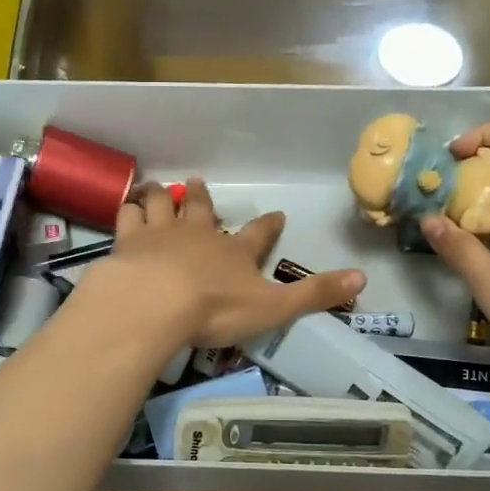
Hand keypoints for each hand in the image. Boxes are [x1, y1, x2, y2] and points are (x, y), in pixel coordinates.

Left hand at [82, 179, 364, 350]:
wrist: (156, 302)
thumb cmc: (216, 309)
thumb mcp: (274, 307)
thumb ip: (315, 294)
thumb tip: (363, 277)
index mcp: (235, 252)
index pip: (259, 234)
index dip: (269, 225)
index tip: (276, 214)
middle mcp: (198, 234)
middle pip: (201, 209)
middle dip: (202, 197)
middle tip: (198, 181)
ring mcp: (161, 234)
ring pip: (162, 205)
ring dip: (162, 196)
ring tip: (158, 188)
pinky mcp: (129, 241)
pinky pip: (128, 217)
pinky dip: (128, 210)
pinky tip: (126, 206)